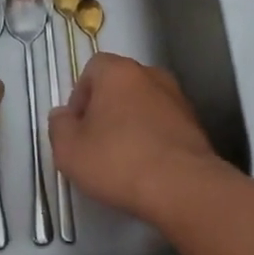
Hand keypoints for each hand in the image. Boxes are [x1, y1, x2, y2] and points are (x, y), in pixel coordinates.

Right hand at [49, 54, 228, 220]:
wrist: (183, 186)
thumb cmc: (118, 161)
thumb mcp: (69, 150)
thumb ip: (59, 127)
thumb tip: (63, 115)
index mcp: (118, 72)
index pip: (93, 68)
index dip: (80, 95)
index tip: (78, 126)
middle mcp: (151, 75)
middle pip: (120, 85)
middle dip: (106, 108)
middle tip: (96, 142)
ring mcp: (177, 98)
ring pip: (144, 104)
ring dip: (132, 122)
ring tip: (123, 157)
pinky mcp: (195, 123)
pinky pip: (164, 123)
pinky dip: (153, 136)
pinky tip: (148, 164)